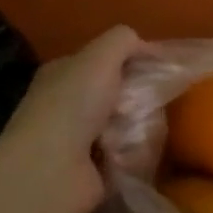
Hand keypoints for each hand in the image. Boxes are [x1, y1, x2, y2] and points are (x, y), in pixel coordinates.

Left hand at [0, 25, 141, 212]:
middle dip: (140, 98)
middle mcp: (69, 105)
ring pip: (129, 126)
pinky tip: (134, 155)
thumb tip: (149, 48)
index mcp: (64, 74)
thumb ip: (124, 41)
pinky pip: (129, 156)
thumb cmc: (72, 105)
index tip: (161, 68)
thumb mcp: (100, 57)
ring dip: (139, 128)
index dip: (133, 61)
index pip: (105, 61)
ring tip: (142, 132)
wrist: (51, 169)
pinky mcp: (94, 171)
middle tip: (153, 103)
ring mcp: (79, 141)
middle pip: (121, 95)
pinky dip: (135, 156)